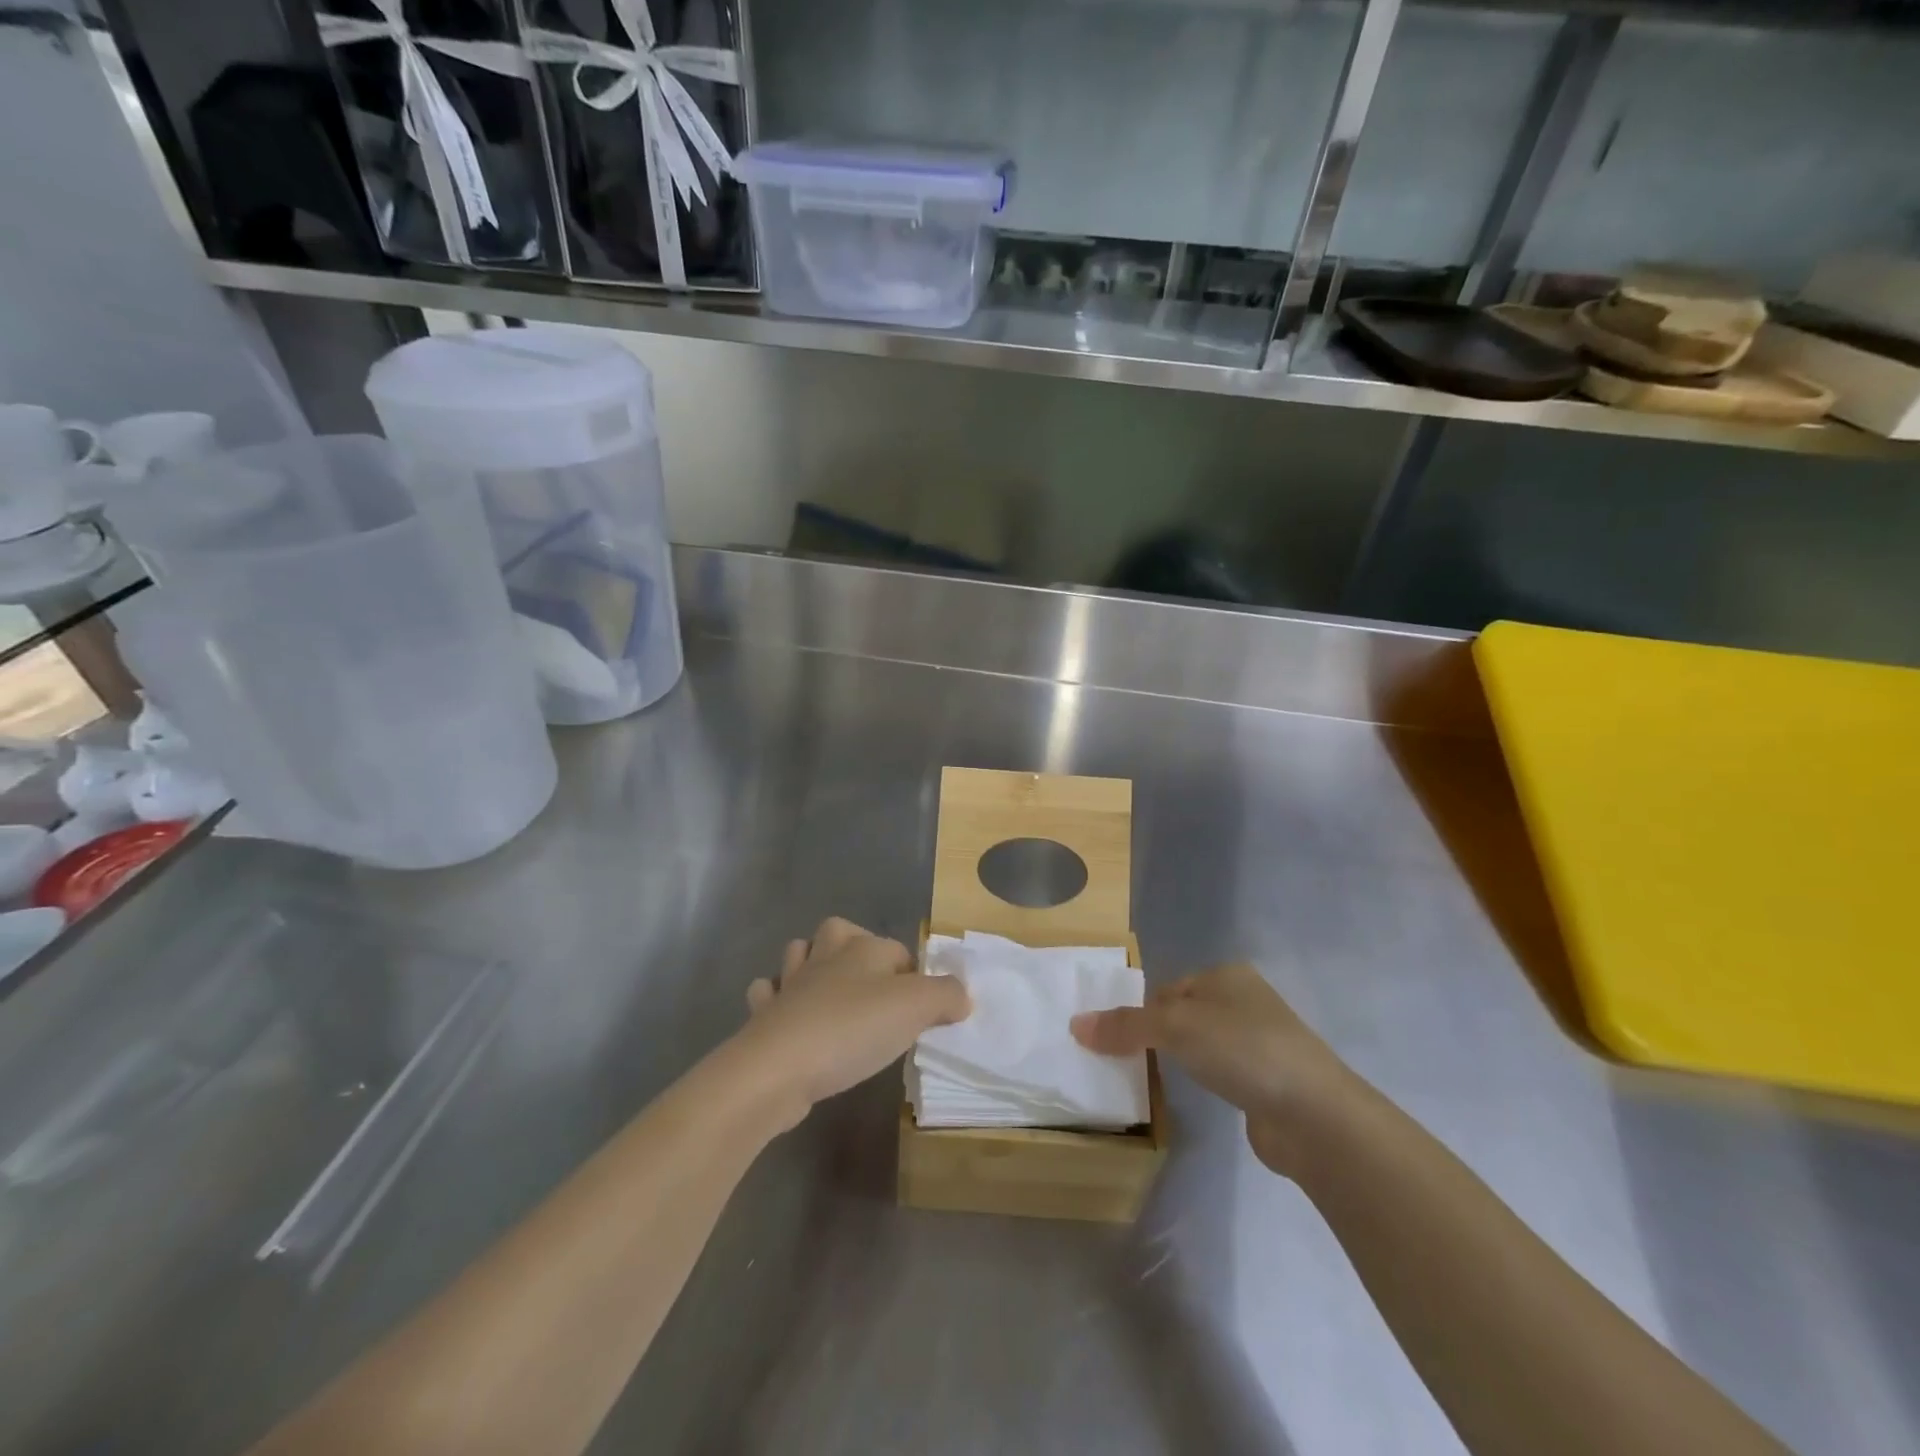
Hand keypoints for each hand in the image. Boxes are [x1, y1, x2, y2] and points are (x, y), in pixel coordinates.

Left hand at [731, 918, 970, 1131]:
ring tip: (829, 993)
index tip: (921, 1011)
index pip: (896, 949)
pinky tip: (790, 1018)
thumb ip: (946, 996)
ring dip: (810, 966)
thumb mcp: (916, 1008)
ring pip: (798, 955)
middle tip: (872, 989)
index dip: (913, 975)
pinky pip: (768, 995)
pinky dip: (777, 1000)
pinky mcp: (764, 1016)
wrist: (779, 1067)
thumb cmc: (853, 1029)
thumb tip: (961, 995)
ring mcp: (789, 984)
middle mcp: (825, 956)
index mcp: (863, 948)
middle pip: (839, 932)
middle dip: (853, 948)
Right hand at [1071, 962, 1353, 1176]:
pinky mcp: (1267, 1080)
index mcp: (1225, 975)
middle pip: (1182, 1015)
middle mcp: (1244, 1000)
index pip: (1167, 989)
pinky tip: (1195, 1096)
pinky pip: (1220, 1072)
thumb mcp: (1174, 1028)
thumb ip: (1124, 1026)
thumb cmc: (1241, 1050)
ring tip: (1153, 1081)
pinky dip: (1202, 1081)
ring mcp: (1260, 1041)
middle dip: (1156, 1037)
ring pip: (1201, 1044)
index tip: (1115, 1042)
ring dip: (1179, 1060)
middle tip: (1125, 1063)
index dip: (1140, 1013)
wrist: (1314, 1115)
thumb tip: (1074, 1025)